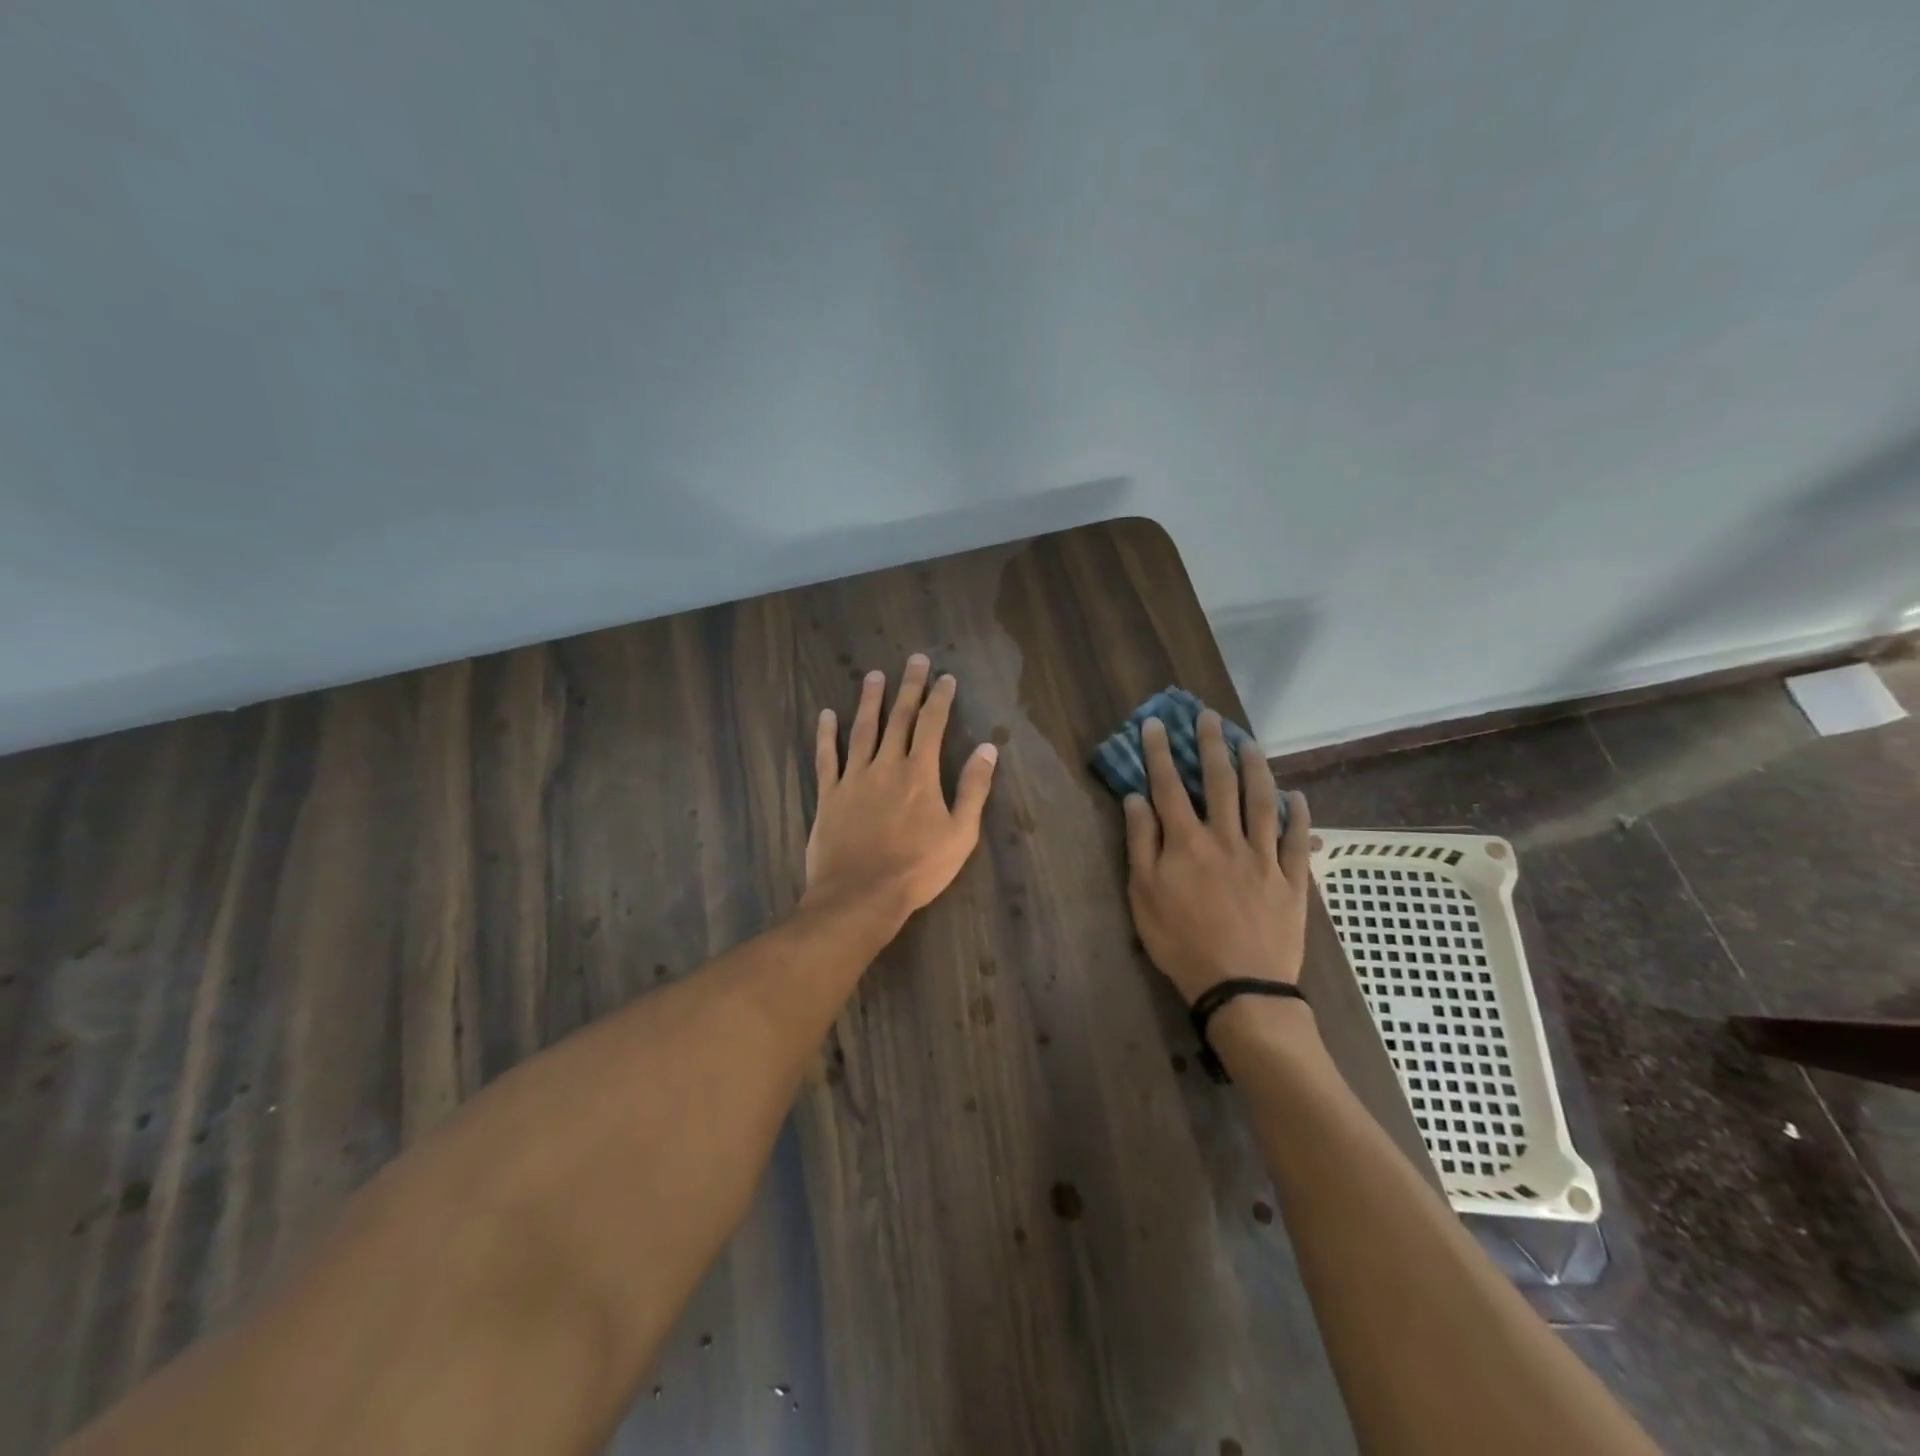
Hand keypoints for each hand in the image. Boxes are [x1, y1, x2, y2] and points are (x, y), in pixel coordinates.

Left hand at [802, 654, 998, 924]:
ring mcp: (853, 778)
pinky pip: (826, 757)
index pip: (932, 725)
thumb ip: (974, 789)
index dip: (940, 698)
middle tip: (914, 660)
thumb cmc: (917, 868)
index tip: (945, 677)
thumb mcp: (961, 834)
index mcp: (920, 774)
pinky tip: (826, 715)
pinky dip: (826, 734)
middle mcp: (886, 765)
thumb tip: (988, 749)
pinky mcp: (829, 795)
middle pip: (899, 718)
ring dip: (869, 700)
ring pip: (862, 729)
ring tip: (873, 675)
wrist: (861, 895)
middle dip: (909, 687)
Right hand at [1123, 713, 1311, 1004]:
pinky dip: (1297, 814)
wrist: (1240, 986)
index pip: (1169, 786)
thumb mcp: (1143, 895)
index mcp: (1186, 842)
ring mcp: (1263, 857)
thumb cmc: (1181, 942)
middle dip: (1211, 745)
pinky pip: (1295, 839)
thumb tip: (1136, 798)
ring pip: (1261, 801)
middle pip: (1219, 782)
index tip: (1155, 723)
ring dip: (1255, 767)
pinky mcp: (1291, 879)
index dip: (1160, 752)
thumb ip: (1141, 843)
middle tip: (1209, 716)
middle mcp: (1226, 838)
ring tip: (1250, 741)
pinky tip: (1296, 795)